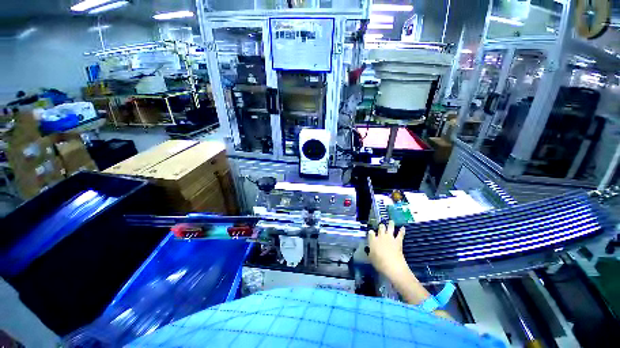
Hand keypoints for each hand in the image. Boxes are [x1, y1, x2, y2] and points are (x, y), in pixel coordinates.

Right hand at [368, 221, 407, 277]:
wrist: (392, 266)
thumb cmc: (379, 263)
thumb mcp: (371, 258)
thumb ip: (370, 252)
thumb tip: (370, 250)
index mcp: (373, 240)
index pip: (371, 233)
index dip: (371, 232)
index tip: (371, 232)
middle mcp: (381, 237)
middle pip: (380, 228)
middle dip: (381, 226)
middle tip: (381, 225)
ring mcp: (390, 238)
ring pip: (390, 228)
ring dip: (390, 224)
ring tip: (391, 221)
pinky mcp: (398, 241)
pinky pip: (400, 234)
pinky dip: (402, 231)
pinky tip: (403, 228)